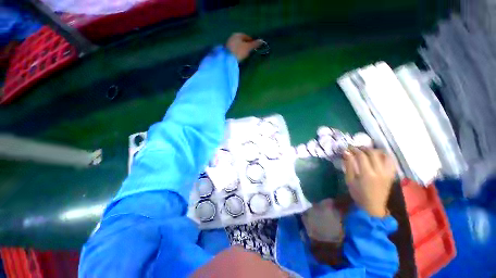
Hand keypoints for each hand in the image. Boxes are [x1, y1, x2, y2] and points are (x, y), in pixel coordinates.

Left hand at [226, 33, 262, 61]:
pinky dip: (237, 51)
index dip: (251, 41)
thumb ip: (255, 44)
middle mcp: (232, 37)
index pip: (246, 36)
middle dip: (245, 44)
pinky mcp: (226, 50)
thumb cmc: (239, 51)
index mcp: (238, 34)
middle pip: (241, 40)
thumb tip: (261, 40)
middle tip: (250, 50)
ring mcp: (228, 43)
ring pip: (237, 45)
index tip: (254, 46)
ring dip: (241, 48)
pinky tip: (239, 56)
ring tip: (244, 54)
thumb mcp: (248, 48)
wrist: (227, 59)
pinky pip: (233, 49)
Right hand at [343, 148, 395, 217]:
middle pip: (372, 153)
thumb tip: (346, 152)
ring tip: (366, 151)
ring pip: (383, 155)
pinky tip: (378, 156)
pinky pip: (390, 161)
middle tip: (356, 148)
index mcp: (367, 174)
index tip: (348, 147)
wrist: (373, 206)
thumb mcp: (349, 180)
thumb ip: (348, 165)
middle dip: (363, 148)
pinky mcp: (391, 175)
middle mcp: (379, 171)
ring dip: (374, 150)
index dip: (354, 149)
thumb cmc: (358, 194)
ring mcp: (387, 173)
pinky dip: (384, 156)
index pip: (361, 156)